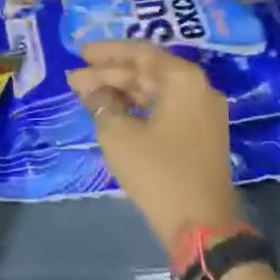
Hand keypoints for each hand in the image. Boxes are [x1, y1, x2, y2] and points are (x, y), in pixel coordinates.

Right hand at [67, 41, 240, 252]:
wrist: (201, 226)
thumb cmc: (157, 172)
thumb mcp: (118, 135)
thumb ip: (101, 103)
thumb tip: (92, 90)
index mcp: (183, 80)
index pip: (140, 53)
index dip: (107, 53)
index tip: (79, 54)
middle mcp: (199, 88)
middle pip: (148, 72)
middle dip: (109, 75)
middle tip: (75, 80)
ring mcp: (204, 113)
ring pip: (157, 91)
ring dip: (122, 92)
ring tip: (87, 96)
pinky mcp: (202, 135)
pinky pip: (167, 108)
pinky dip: (139, 108)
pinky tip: (113, 112)